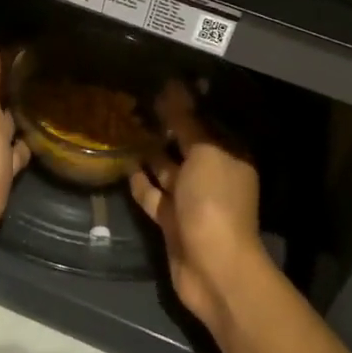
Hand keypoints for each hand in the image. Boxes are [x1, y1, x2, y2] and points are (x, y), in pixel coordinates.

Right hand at [129, 83, 275, 333]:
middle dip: (164, 127)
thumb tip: (176, 86)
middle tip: (134, 103)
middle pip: (186, 144)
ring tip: (123, 128)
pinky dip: (140, 181)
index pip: (206, 122)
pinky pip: (153, 194)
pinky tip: (123, 163)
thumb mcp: (203, 153)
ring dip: (149, 152)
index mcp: (228, 155)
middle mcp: (211, 174)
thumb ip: (187, 121)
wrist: (213, 267)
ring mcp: (191, 199)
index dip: (185, 105)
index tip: (158, 85)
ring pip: (167, 168)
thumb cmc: (213, 202)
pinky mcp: (172, 220)